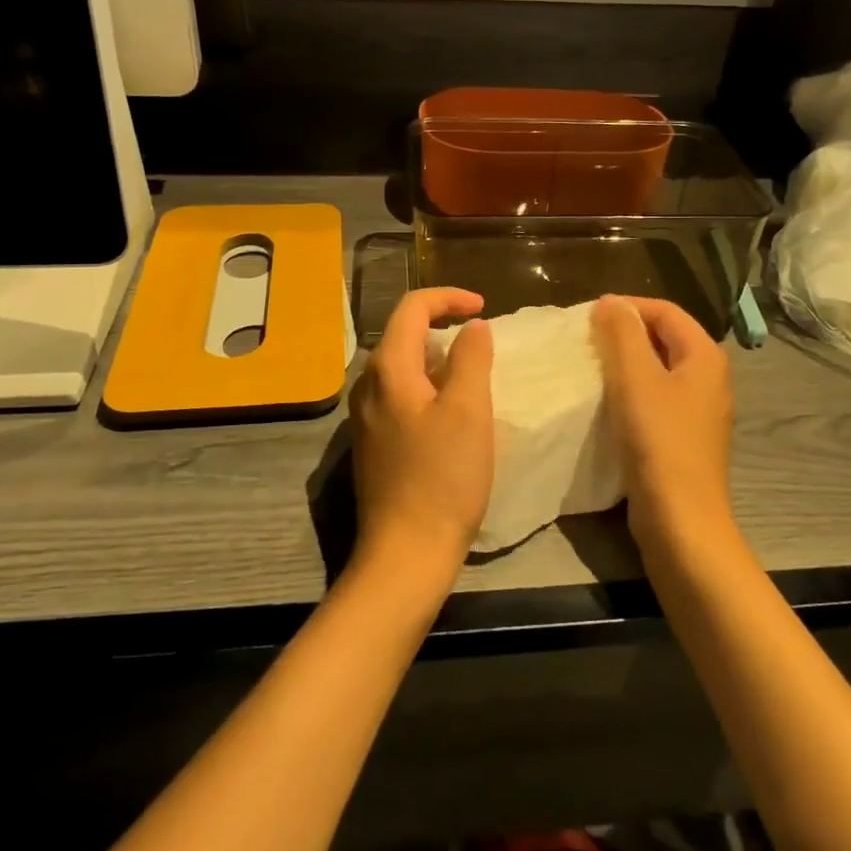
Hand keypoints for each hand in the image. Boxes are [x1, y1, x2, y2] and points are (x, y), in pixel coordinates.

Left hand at [349, 288, 494, 584]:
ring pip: (402, 367)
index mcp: (387, 369)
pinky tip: (451, 413)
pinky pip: (400, 396)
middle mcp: (368, 386)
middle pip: (402, 335)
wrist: (406, 552)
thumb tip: (472, 327)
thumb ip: (472, 358)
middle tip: (482, 342)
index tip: (484, 308)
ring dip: (437, 359)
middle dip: (443, 327)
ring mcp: (366, 417)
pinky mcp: (373, 443)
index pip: (412, 308)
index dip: (448, 297)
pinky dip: (428, 387)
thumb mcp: (469, 410)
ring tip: (472, 376)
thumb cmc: (443, 477)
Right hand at [591, 296, 736, 559]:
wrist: (681, 520)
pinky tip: (606, 402)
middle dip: (625, 333)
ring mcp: (699, 410)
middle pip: (664, 338)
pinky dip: (631, 391)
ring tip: (590, 367)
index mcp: (704, 356)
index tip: (587, 316)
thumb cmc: (659, 441)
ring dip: (625, 363)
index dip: (627, 307)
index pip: (665, 311)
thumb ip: (622, 334)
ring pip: (658, 369)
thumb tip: (610, 302)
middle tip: (585, 340)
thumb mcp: (635, 379)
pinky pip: (656, 398)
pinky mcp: (684, 437)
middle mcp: (709, 378)